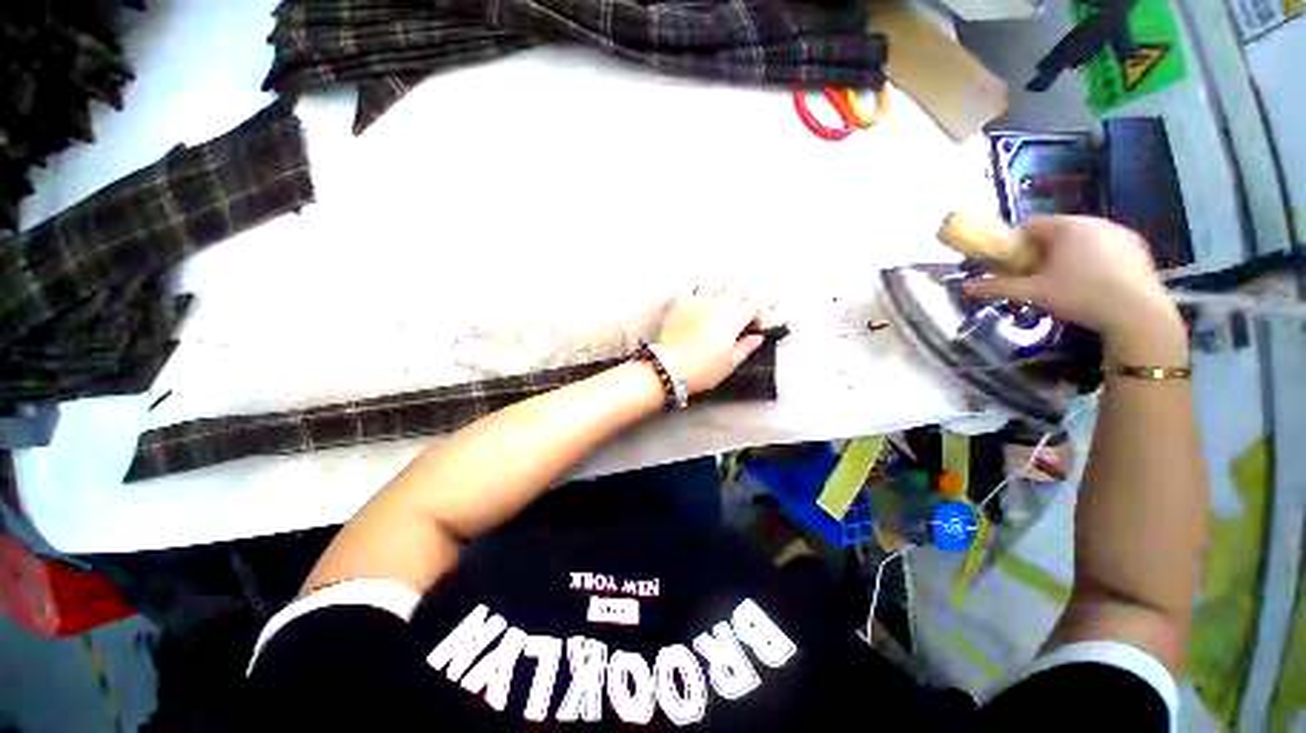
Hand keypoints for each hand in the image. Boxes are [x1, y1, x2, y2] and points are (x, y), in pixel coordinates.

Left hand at [657, 288, 765, 394]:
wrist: (669, 367)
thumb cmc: (702, 369)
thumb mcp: (730, 364)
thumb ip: (746, 347)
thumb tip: (756, 338)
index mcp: (734, 317)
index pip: (754, 305)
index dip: (757, 316)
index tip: (753, 328)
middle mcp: (717, 303)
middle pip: (736, 292)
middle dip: (740, 303)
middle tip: (736, 319)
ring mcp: (697, 300)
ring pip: (713, 286)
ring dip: (718, 294)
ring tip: (716, 308)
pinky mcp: (679, 303)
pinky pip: (690, 289)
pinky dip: (695, 293)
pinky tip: (695, 303)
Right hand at [963, 216, 1186, 363]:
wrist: (1138, 315)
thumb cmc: (1080, 296)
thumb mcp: (1032, 293)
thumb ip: (997, 286)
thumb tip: (964, 285)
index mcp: (1068, 227)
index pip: (1031, 225)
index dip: (1015, 243)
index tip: (1009, 263)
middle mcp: (1096, 222)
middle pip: (1057, 231)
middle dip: (1041, 251)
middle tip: (1033, 275)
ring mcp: (1121, 233)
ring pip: (1083, 239)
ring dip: (1067, 255)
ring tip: (1064, 281)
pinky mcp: (1138, 248)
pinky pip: (1106, 247)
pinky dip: (1093, 260)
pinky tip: (1092, 283)